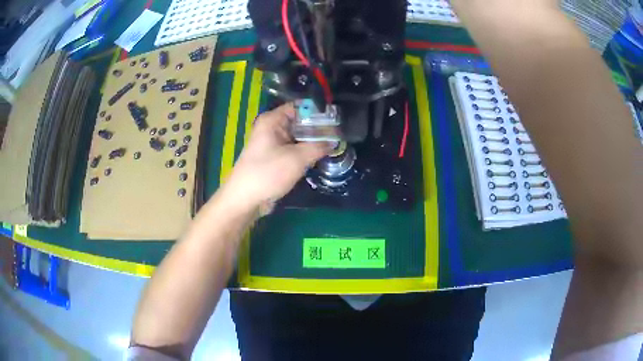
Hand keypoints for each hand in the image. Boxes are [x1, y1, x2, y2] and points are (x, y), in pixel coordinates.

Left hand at [220, 103, 329, 212]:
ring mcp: (273, 143)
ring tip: (336, 145)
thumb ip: (318, 147)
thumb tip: (335, 141)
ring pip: (299, 137)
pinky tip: (321, 156)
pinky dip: (306, 152)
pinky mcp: (275, 158)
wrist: (246, 200)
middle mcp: (272, 128)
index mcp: (272, 120)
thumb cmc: (268, 173)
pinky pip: (294, 150)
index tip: (337, 119)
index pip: (300, 107)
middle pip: (300, 122)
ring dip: (314, 142)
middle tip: (340, 134)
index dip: (318, 111)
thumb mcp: (297, 158)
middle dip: (319, 128)